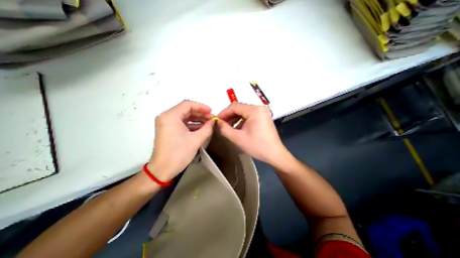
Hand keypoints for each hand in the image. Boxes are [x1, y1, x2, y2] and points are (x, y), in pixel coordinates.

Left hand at [148, 99, 216, 180]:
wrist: (162, 170)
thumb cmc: (178, 154)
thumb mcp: (196, 140)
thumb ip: (207, 128)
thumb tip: (214, 121)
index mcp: (170, 116)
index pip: (188, 105)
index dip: (201, 107)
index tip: (212, 112)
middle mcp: (166, 117)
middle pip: (186, 110)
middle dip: (200, 113)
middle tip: (212, 118)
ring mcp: (167, 123)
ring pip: (185, 116)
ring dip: (197, 119)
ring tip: (209, 123)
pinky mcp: (168, 129)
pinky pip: (182, 123)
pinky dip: (192, 124)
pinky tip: (202, 128)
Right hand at [215, 103, 286, 166]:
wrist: (275, 154)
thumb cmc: (257, 146)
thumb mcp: (238, 138)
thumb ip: (224, 129)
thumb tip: (217, 122)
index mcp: (255, 110)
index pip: (234, 106)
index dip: (224, 113)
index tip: (216, 120)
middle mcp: (259, 108)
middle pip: (239, 108)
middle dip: (229, 116)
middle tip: (221, 124)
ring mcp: (262, 112)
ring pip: (243, 112)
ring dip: (234, 119)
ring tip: (228, 127)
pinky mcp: (263, 117)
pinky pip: (249, 116)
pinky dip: (241, 121)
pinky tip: (237, 128)